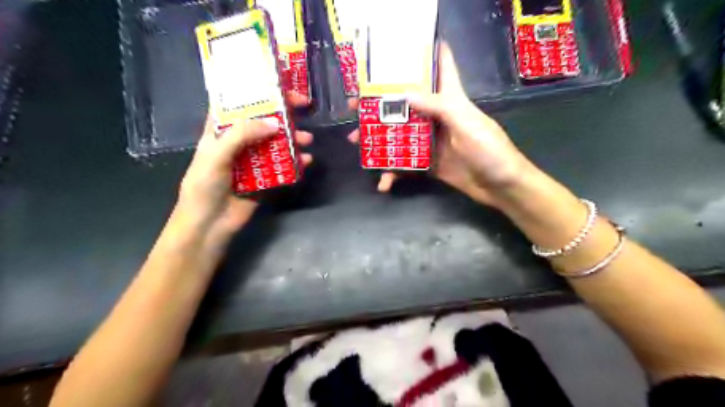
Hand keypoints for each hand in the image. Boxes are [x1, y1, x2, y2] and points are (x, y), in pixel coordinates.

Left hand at [180, 93, 312, 237]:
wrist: (210, 225)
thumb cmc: (204, 186)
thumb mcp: (216, 155)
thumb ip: (242, 135)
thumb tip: (275, 123)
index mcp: (220, 131)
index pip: (238, 104)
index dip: (256, 91)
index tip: (278, 84)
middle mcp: (239, 142)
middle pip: (263, 121)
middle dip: (284, 113)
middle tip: (304, 105)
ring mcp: (254, 161)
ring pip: (277, 143)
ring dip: (293, 139)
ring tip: (308, 139)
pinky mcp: (266, 178)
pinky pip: (284, 166)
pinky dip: (296, 162)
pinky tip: (307, 160)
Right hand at [348, 44, 533, 206]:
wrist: (501, 187)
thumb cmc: (490, 150)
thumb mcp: (466, 124)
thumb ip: (438, 107)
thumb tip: (403, 93)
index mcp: (450, 99)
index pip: (439, 67)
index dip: (421, 54)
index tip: (393, 53)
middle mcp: (437, 116)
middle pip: (405, 104)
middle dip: (380, 103)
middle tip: (355, 107)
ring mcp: (430, 141)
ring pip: (399, 134)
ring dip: (378, 138)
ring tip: (357, 143)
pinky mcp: (428, 163)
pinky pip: (405, 164)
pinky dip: (393, 172)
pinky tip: (383, 182)